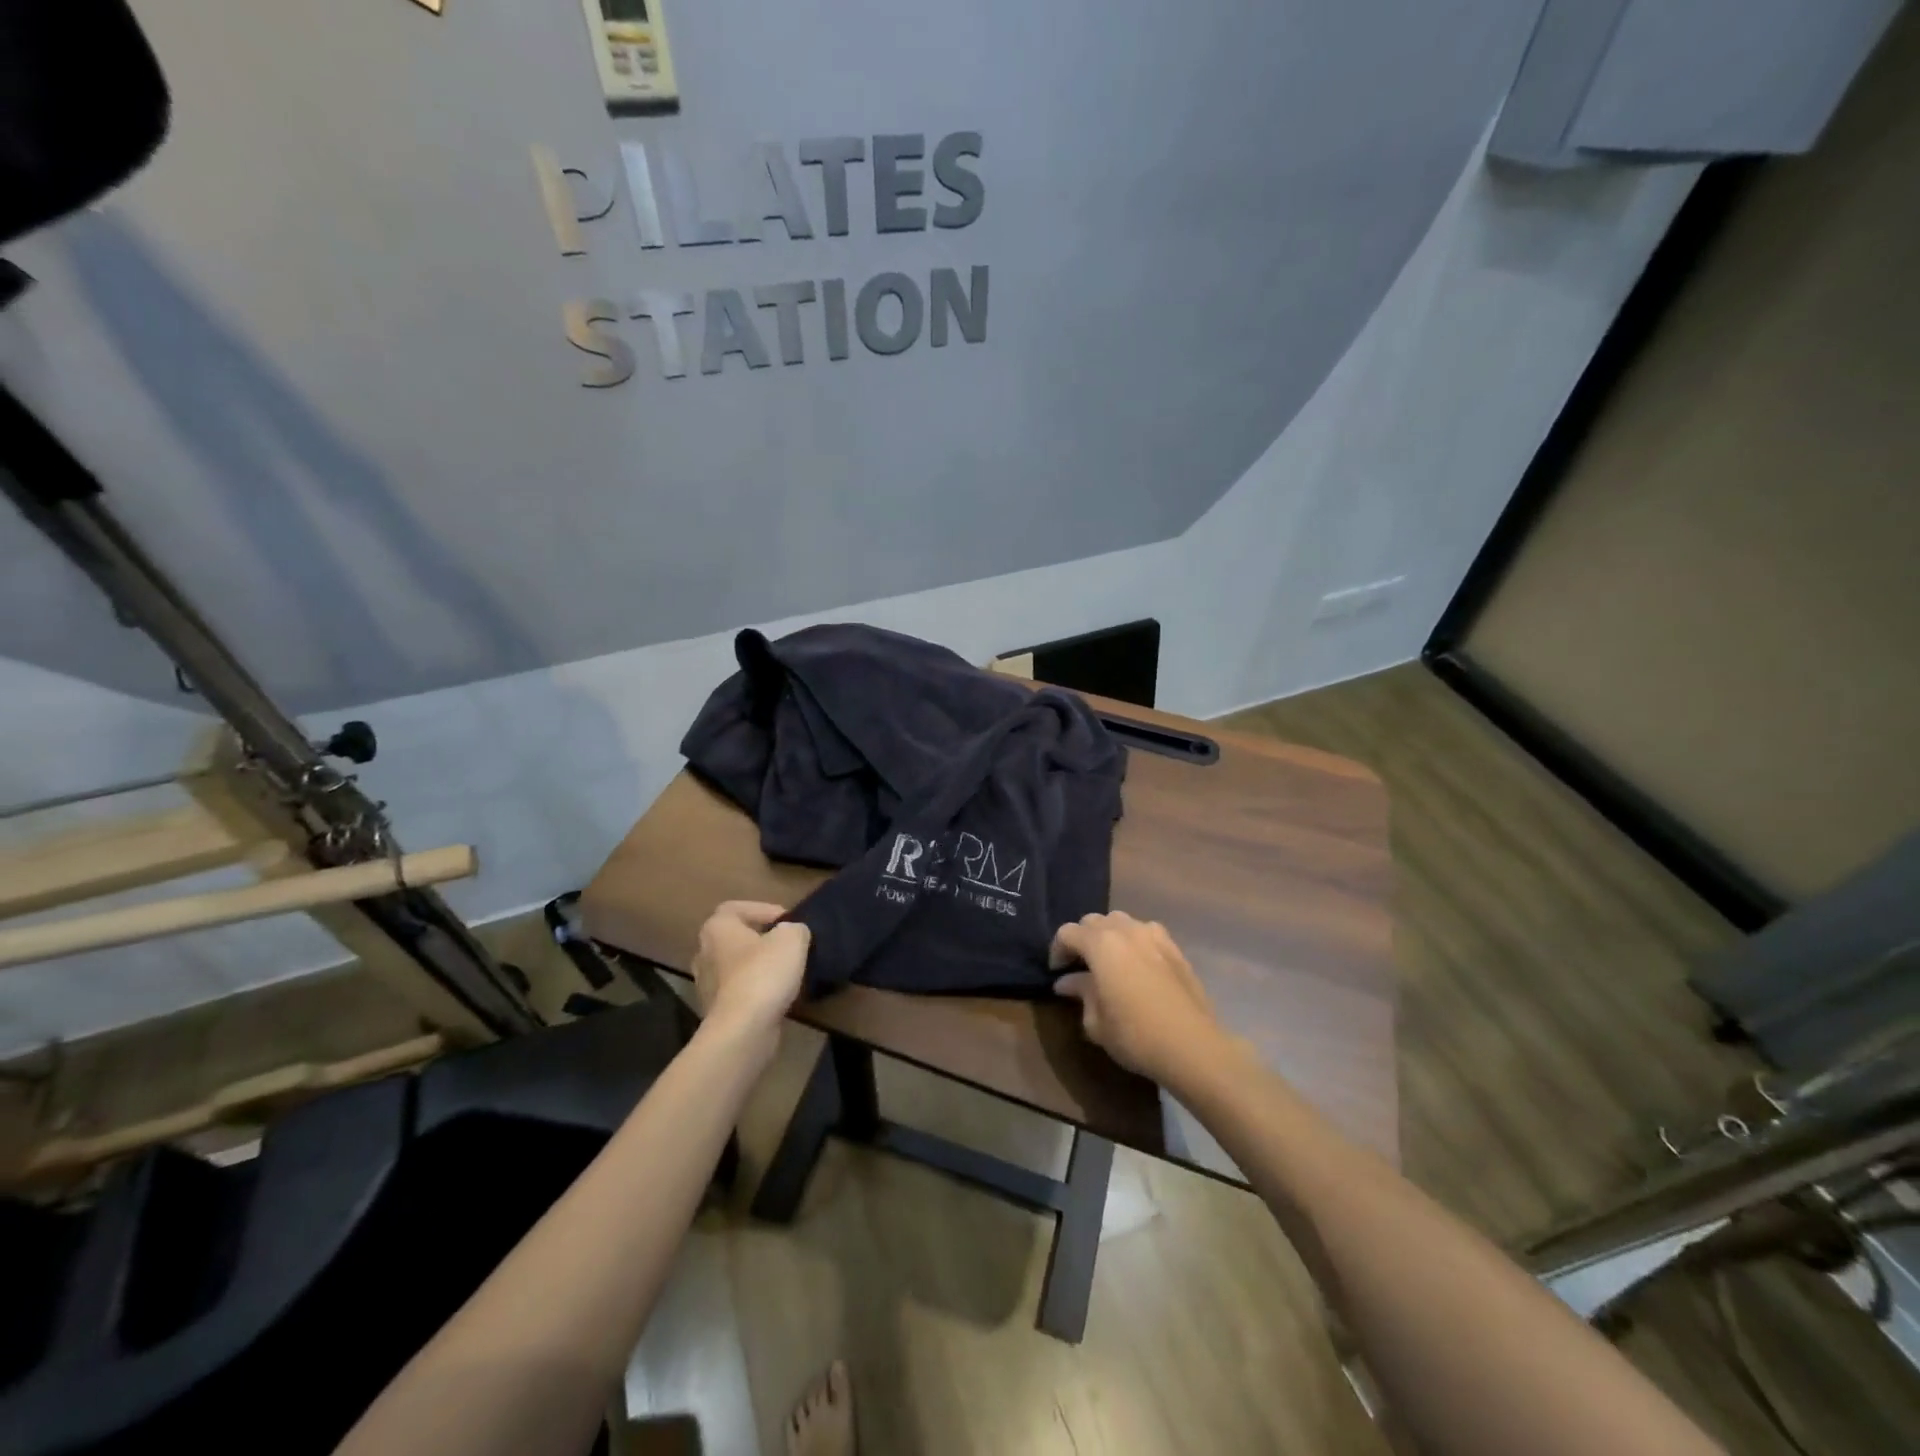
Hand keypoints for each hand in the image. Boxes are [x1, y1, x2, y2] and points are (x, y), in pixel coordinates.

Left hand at [691, 902, 810, 1057]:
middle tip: (786, 944)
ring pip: (736, 967)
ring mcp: (706, 985)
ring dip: (758, 967)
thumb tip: (792, 933)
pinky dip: (755, 991)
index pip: (736, 908)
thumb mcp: (792, 938)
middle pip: (734, 938)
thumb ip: (794, 928)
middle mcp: (704, 953)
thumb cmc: (763, 973)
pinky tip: (776, 996)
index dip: (763, 909)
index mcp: (716, 928)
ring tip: (785, 971)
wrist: (742, 1029)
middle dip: (760, 940)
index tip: (786, 921)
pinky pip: (738, 992)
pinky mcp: (715, 1012)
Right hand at [1050, 912, 1224, 1085]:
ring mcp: (1154, 935)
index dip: (1057, 950)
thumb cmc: (1135, 1035)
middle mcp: (1126, 930)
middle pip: (1094, 921)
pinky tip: (1137, 965)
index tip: (1057, 973)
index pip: (1068, 933)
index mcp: (1101, 944)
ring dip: (1108, 936)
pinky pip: (1145, 932)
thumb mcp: (1096, 1021)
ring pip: (1121, 922)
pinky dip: (1134, 941)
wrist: (1193, 1046)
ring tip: (1109, 962)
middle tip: (1080, 966)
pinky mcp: (1174, 948)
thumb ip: (1080, 993)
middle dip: (1082, 939)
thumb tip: (1067, 982)